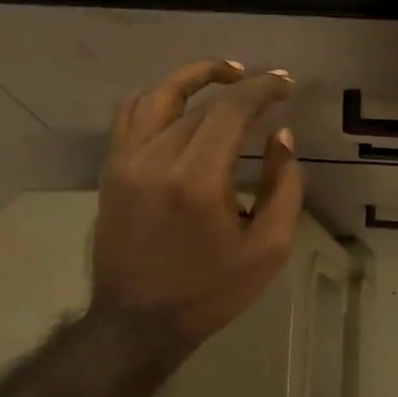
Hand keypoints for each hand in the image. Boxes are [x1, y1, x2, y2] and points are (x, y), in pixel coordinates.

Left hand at [92, 59, 304, 349]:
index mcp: (197, 180)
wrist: (138, 322)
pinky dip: (156, 97)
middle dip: (238, 86)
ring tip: (223, 75)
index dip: (263, 89)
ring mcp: (126, 161)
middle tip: (268, 86)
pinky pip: (130, 115)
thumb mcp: (267, 249)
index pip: (231, 110)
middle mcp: (156, 158)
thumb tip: (281, 137)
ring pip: (158, 95)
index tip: (286, 84)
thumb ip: (283, 187)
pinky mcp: (111, 170)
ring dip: (192, 77)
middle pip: (199, 102)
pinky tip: (178, 102)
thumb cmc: (210, 291)